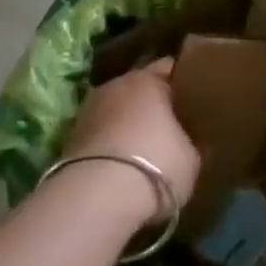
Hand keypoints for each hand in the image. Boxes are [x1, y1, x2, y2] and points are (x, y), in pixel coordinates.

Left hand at [61, 59, 200, 224]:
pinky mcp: (70, 138)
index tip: (195, 95)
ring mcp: (89, 109)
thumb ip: (193, 143)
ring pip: (116, 109)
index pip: (170, 67)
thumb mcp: (192, 159)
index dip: (183, 80)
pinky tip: (121, 163)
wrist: (96, 198)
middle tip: (171, 121)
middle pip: (139, 87)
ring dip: (127, 122)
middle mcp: (117, 84)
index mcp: (149, 79)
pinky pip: (100, 133)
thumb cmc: (156, 165)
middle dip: (152, 101)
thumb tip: (194, 142)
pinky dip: (109, 143)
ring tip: (143, 145)